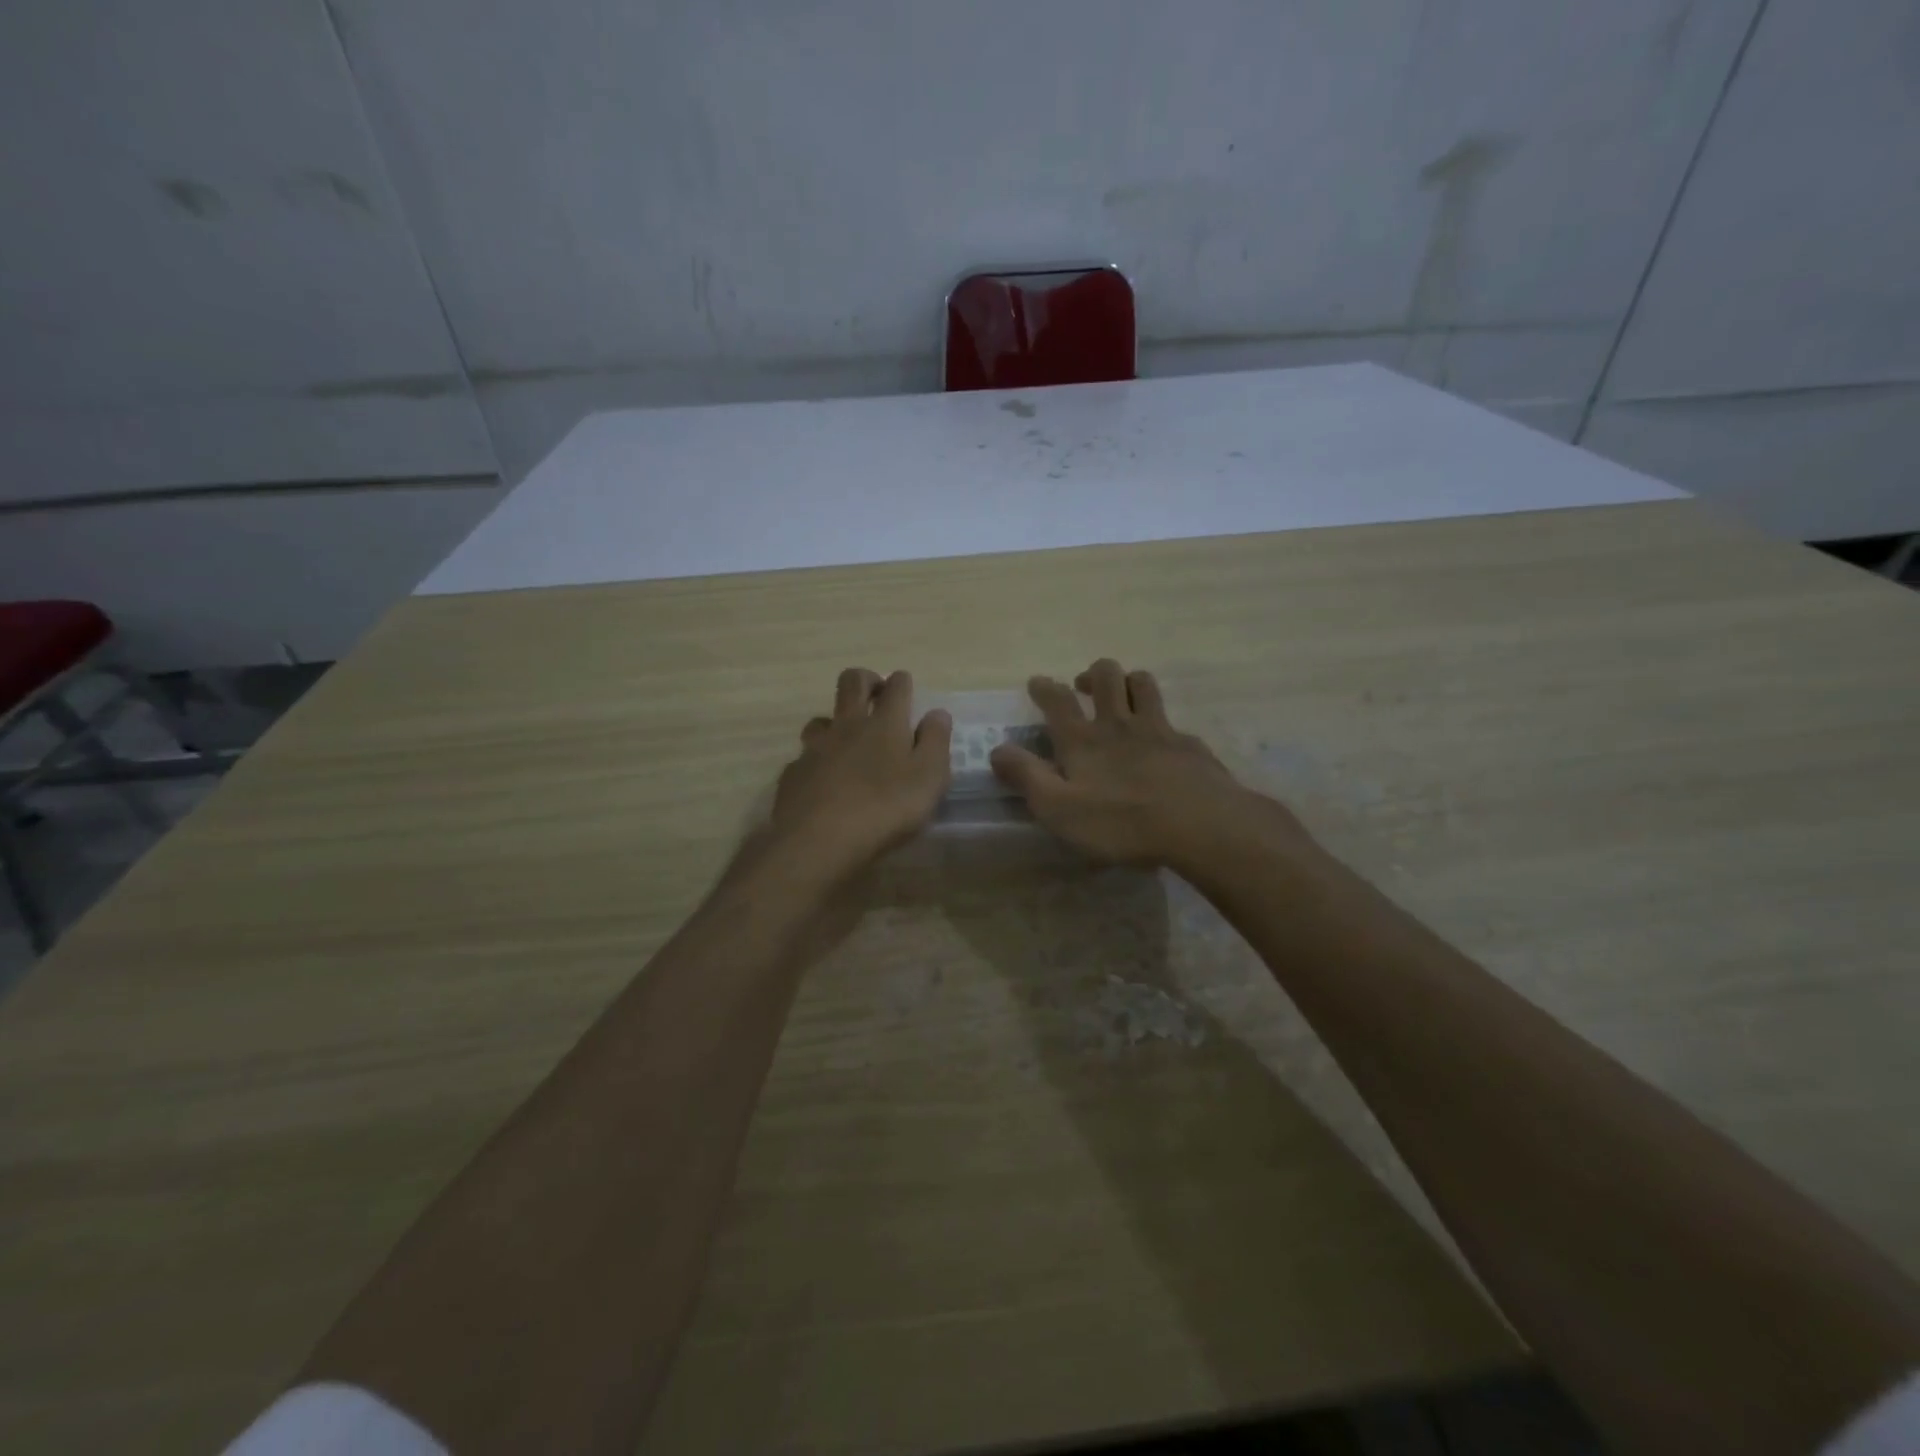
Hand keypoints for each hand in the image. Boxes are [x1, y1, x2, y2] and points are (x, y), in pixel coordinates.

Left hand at [765, 667, 952, 878]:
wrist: (819, 839)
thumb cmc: (885, 808)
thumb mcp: (929, 778)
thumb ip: (935, 742)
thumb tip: (938, 713)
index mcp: (886, 724)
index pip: (896, 687)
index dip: (902, 682)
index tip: (906, 687)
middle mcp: (848, 726)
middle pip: (851, 683)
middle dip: (865, 680)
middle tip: (876, 693)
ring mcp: (815, 747)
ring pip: (822, 718)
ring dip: (835, 721)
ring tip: (846, 741)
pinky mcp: (794, 773)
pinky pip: (805, 756)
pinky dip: (817, 760)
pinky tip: (823, 781)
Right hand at [989, 658, 1305, 872]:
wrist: (1199, 823)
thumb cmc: (1120, 821)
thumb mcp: (1058, 808)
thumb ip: (1026, 776)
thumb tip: (997, 750)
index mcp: (1083, 739)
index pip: (1057, 700)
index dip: (1044, 687)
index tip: (1037, 682)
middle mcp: (1118, 724)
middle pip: (1107, 676)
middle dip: (1093, 673)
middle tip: (1085, 685)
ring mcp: (1158, 729)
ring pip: (1143, 685)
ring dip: (1129, 682)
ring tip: (1123, 694)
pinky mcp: (1188, 745)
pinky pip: (1173, 720)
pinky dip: (1163, 723)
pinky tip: (1164, 742)